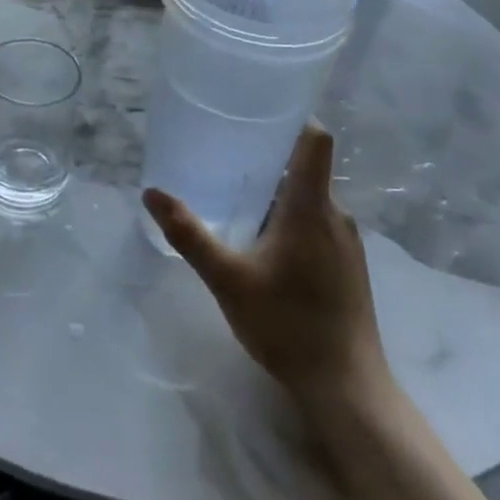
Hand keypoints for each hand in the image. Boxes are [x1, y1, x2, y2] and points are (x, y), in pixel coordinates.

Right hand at [144, 123, 391, 419]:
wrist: (347, 389)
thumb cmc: (288, 325)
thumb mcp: (228, 279)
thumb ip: (189, 234)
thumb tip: (151, 192)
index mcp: (312, 207)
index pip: (315, 140)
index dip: (292, 116)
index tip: (257, 110)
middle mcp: (337, 215)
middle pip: (305, 167)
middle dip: (266, 158)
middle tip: (223, 157)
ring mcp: (347, 242)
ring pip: (309, 198)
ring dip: (275, 193)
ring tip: (234, 198)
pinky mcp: (348, 265)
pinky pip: (317, 223)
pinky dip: (288, 219)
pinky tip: (261, 244)